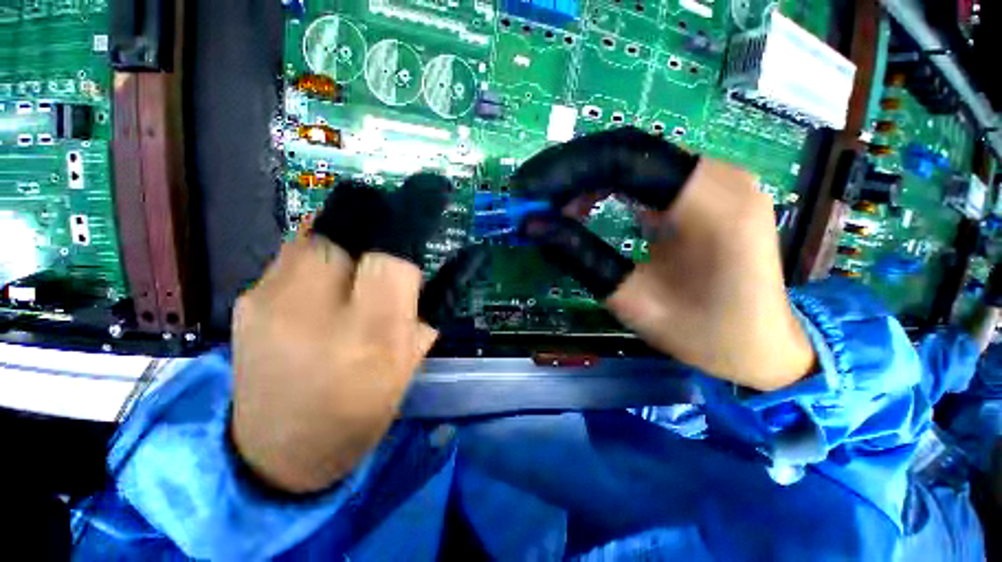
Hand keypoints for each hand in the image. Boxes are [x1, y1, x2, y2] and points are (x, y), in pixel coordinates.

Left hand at [231, 176, 454, 492]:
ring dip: (352, 228)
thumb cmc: (361, 411)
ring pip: (318, 227)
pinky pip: (295, 248)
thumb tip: (470, 255)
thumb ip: (440, 299)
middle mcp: (314, 310)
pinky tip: (332, 273)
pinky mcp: (246, 297)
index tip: (433, 192)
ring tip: (365, 252)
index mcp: (370, 335)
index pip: (393, 251)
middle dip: (379, 212)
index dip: (414, 213)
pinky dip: (324, 247)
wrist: (275, 453)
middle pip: (347, 221)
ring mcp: (269, 299)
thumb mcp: (415, 357)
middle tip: (397, 224)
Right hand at [514, 128, 815, 390]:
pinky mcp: (709, 189)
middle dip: (572, 170)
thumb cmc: (703, 333)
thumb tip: (532, 224)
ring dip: (588, 177)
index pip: (624, 159)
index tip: (528, 192)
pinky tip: (589, 207)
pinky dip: (609, 185)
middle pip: (629, 149)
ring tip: (558, 208)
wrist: (761, 345)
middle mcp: (721, 177)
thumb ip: (580, 256)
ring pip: (636, 157)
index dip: (567, 170)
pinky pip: (648, 172)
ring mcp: (718, 179)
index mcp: (710, 206)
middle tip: (535, 198)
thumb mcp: (631, 299)